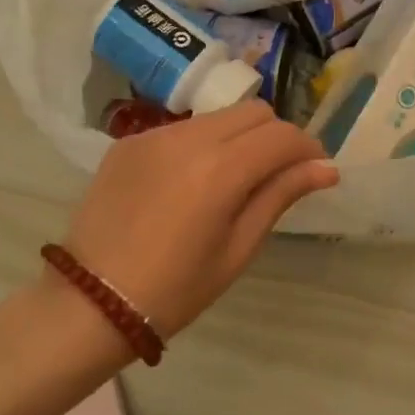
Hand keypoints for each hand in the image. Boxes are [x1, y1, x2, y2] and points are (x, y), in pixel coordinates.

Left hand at [62, 101, 337, 337]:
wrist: (89, 303)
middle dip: (276, 136)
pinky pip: (183, 129)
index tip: (315, 170)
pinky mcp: (130, 141)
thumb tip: (326, 168)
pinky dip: (202, 145)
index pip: (283, 135)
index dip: (308, 149)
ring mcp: (155, 135)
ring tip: (233, 179)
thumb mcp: (238, 248)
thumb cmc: (175, 289)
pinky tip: (190, 183)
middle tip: (277, 173)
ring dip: (239, 137)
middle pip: (254, 112)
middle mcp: (190, 138)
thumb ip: (281, 195)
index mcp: (221, 169)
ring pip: (219, 116)